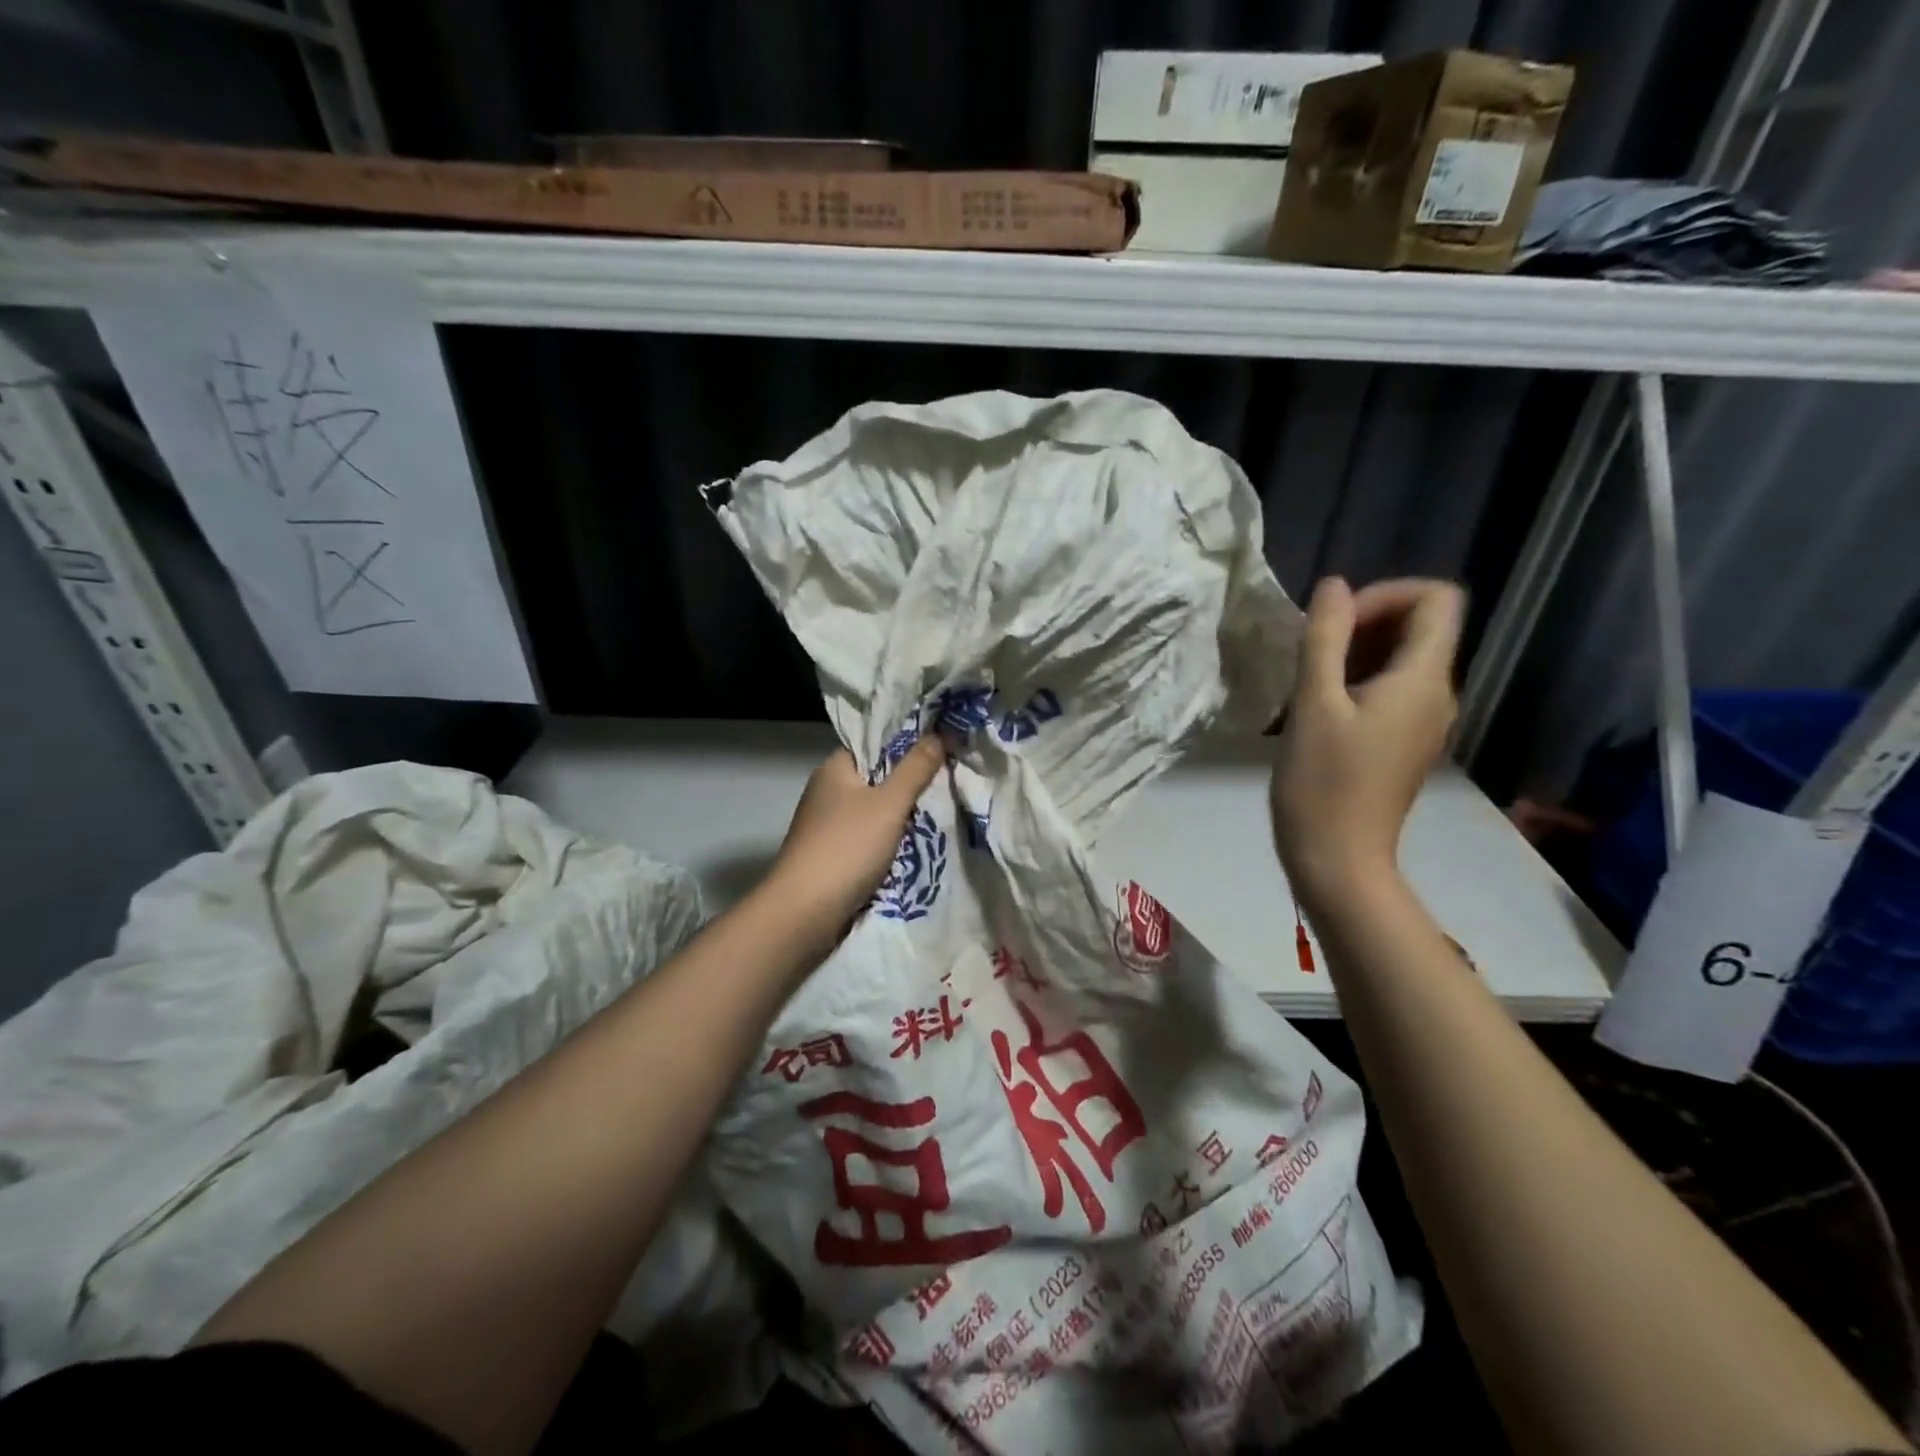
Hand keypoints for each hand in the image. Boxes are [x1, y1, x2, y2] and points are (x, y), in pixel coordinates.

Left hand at [763, 736, 948, 947]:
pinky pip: (867, 840)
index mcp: (834, 768)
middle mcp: (826, 792)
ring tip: (939, 819)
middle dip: (909, 787)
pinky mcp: (830, 856)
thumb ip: (916, 768)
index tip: (942, 753)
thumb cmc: (847, 847)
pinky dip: (888, 844)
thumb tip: (940, 732)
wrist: (804, 912)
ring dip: (901, 820)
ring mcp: (826, 826)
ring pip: (874, 813)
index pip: (875, 746)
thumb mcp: (890, 803)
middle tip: (948, 787)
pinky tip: (913, 850)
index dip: (907, 747)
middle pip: (877, 780)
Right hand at [1271, 577, 1463, 900]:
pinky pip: (1392, 690)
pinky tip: (1319, 708)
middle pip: (1420, 626)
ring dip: (1356, 653)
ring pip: (1402, 658)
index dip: (1386, 594)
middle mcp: (1437, 695)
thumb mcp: (1313, 704)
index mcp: (1423, 680)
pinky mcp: (1404, 743)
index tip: (1337, 623)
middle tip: (1313, 652)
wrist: (1337, 860)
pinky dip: (1358, 681)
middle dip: (1365, 622)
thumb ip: (1325, 638)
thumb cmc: (1322, 782)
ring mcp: (1424, 722)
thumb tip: (1334, 586)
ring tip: (1309, 681)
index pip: (1436, 599)